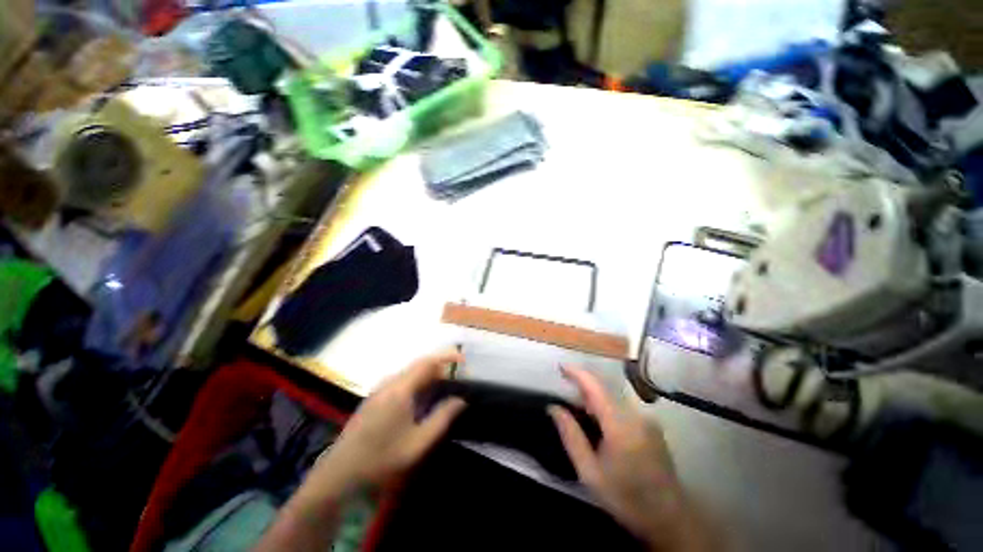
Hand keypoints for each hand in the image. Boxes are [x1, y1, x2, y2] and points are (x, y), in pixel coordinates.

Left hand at [258, 351, 464, 551]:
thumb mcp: (418, 443)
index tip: (464, 361)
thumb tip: (461, 400)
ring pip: (411, 373)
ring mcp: (380, 389)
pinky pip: (402, 381)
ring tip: (443, 389)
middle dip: (441, 367)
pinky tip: (422, 400)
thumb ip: (442, 418)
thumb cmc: (381, 458)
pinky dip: (417, 383)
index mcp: (401, 389)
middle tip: (457, 379)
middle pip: (420, 365)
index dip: (448, 357)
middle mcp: (390, 382)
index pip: (428, 362)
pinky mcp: (375, 397)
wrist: (340, 472)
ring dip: (429, 376)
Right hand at [549, 366, 713, 551]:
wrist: (669, 518)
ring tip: (583, 416)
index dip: (577, 373)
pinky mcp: (652, 425)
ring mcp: (647, 419)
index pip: (595, 387)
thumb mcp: (590, 472)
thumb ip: (571, 435)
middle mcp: (636, 415)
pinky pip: (624, 407)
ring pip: (614, 398)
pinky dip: (608, 409)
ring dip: (596, 400)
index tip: (561, 367)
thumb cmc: (625, 497)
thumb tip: (554, 408)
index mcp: (620, 425)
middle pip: (604, 390)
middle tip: (567, 399)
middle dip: (584, 389)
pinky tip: (603, 427)